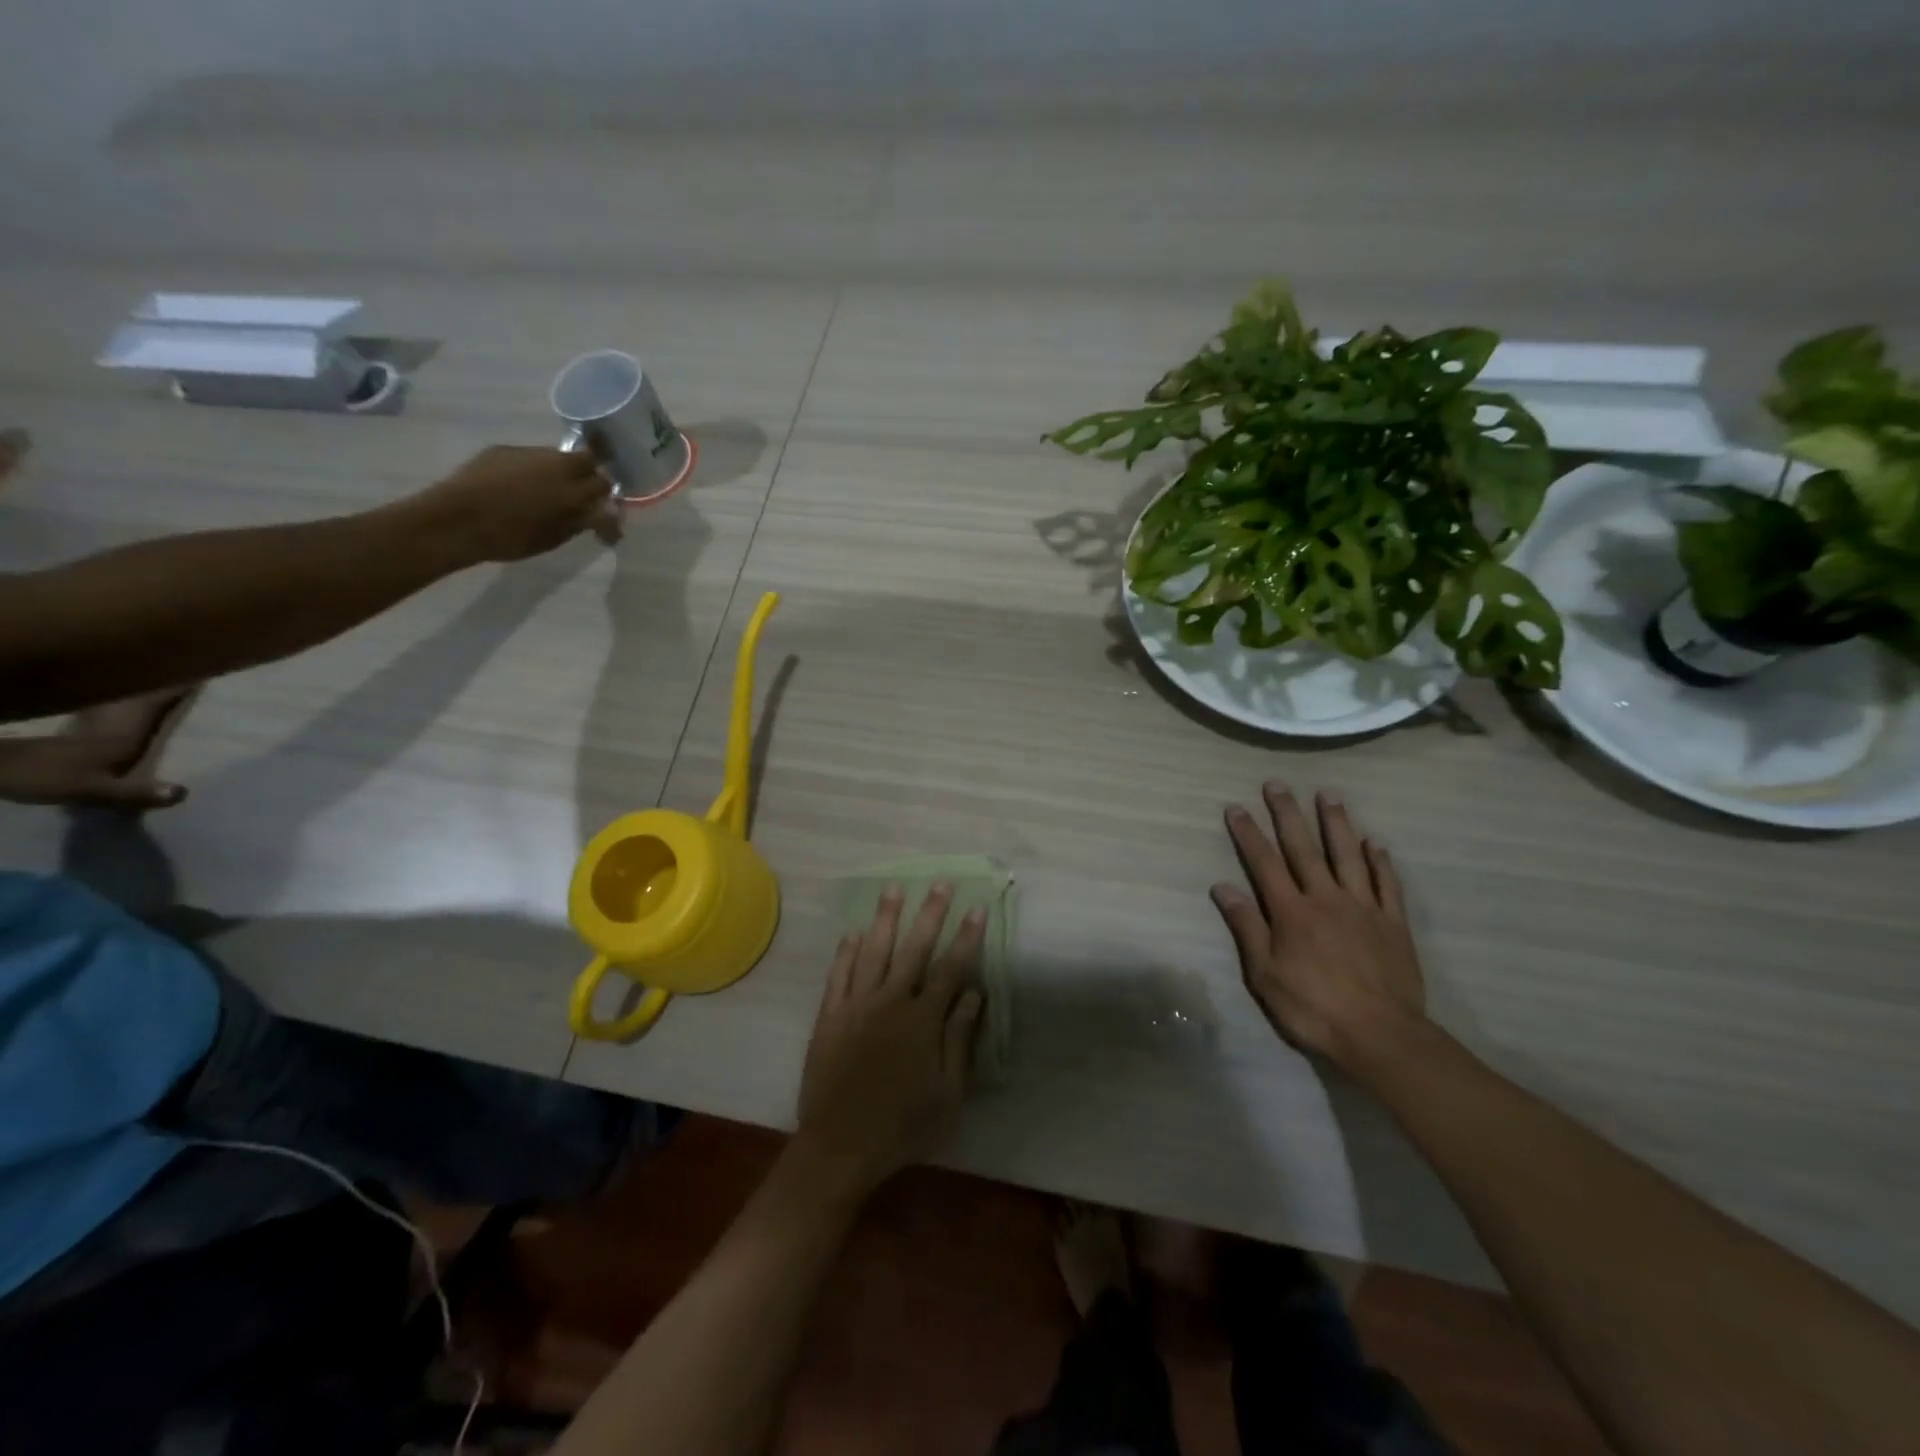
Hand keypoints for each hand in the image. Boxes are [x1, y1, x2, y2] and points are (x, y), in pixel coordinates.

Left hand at [0, 690, 191, 810]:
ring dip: (152, 693)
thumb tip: (182, 792)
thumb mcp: (93, 789)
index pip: (161, 700)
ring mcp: (93, 721)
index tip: (210, 674)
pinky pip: (115, 708)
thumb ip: (136, 792)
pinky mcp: (79, 729)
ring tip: (175, 688)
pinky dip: (130, 705)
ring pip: (130, 699)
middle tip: (199, 676)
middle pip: (148, 694)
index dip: (185, 686)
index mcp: (125, 728)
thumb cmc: (45, 774)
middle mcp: (114, 718)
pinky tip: (137, 708)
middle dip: (172, 685)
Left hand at [416, 445, 619, 562]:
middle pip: (586, 459)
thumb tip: (607, 513)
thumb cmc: (511, 537)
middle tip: (578, 495)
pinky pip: (529, 457)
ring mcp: (528, 452)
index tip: (599, 510)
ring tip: (544, 492)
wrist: (457, 520)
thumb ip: (583, 520)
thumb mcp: (556, 536)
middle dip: (588, 474)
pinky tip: (517, 487)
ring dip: (559, 471)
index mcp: (574, 489)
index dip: (605, 496)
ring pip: (557, 457)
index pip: (605, 484)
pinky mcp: (502, 450)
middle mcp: (557, 463)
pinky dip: (532, 470)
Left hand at [794, 885, 986, 1199]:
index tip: (977, 908)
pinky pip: (838, 974)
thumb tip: (973, 992)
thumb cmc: (903, 1126)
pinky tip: (852, 932)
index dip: (966, 937)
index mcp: (922, 1020)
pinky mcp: (830, 1016)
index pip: (951, 967)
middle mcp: (890, 1002)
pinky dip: (846, 951)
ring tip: (893, 888)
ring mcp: (856, 1006)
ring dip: (885, 918)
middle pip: (914, 948)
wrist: (840, 1147)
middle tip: (940, 882)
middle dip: (929, 913)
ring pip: (873, 951)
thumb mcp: (947, 1092)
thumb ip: (958, 1038)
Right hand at [1211, 782, 1426, 1072]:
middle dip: (1287, 814)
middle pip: (1304, 848)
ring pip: (1348, 856)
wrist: (1381, 1035)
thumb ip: (1247, 927)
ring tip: (1329, 795)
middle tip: (1277, 784)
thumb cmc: (1313, 1008)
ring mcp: (1363, 908)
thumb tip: (1222, 887)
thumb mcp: (1265, 974)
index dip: (1249, 834)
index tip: (1236, 807)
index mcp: (1292, 912)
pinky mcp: (1393, 923)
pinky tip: (1374, 842)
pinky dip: (1379, 860)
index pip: (1264, 863)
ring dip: (1336, 823)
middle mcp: (1326, 898)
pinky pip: (1386, 884)